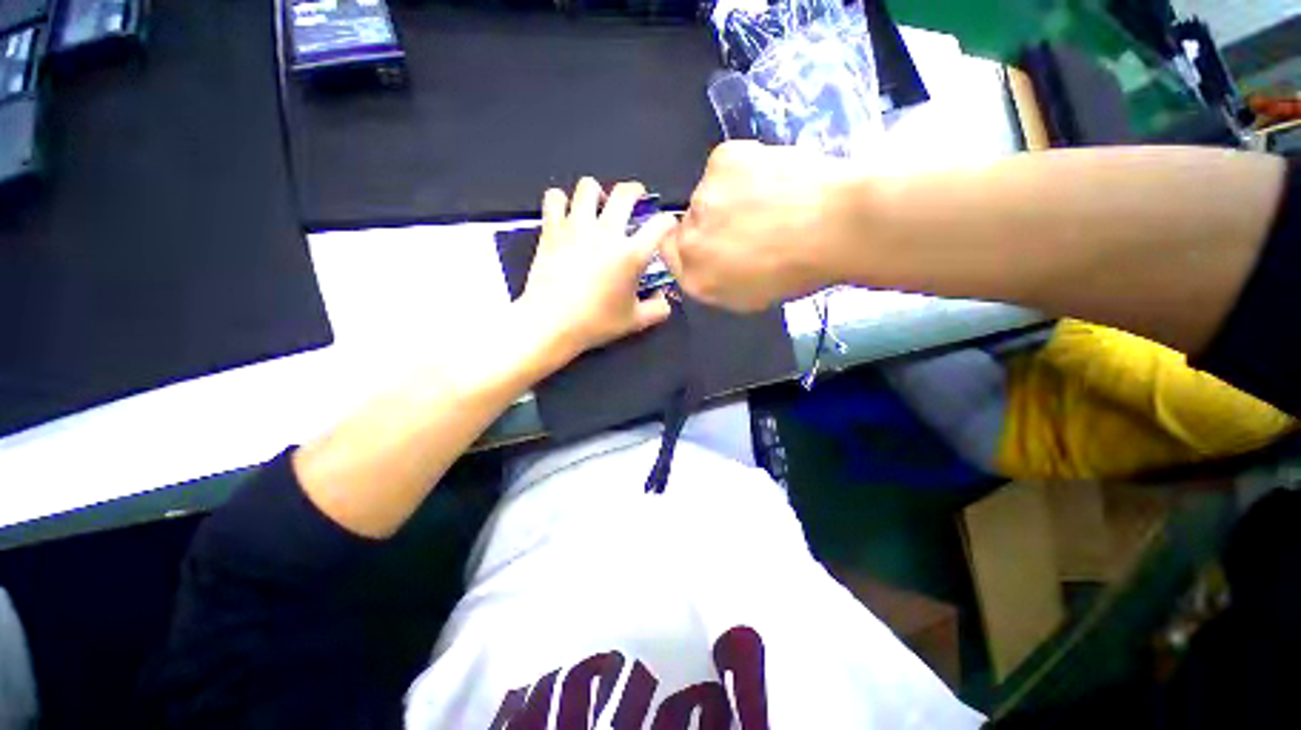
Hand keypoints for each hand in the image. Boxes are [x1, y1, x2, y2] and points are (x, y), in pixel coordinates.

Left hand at [519, 178, 675, 360]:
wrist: (551, 323)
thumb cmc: (596, 323)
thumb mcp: (635, 322)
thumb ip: (657, 309)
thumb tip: (663, 299)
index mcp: (632, 254)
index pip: (660, 224)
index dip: (669, 222)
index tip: (666, 227)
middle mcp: (606, 232)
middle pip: (625, 193)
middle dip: (636, 191)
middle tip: (635, 201)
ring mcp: (576, 227)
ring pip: (588, 186)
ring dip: (597, 193)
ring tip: (598, 206)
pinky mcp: (552, 229)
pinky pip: (555, 198)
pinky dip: (561, 201)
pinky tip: (566, 214)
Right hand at [661, 141, 861, 310]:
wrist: (838, 227)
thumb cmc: (798, 272)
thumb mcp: (748, 296)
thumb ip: (715, 280)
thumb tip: (709, 258)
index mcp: (696, 278)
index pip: (671, 254)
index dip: (690, 245)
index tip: (712, 239)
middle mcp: (689, 241)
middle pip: (686, 224)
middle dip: (710, 223)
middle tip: (748, 221)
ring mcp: (702, 199)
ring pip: (707, 194)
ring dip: (727, 196)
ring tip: (769, 199)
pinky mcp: (722, 160)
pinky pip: (724, 166)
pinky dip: (744, 170)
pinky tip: (773, 177)